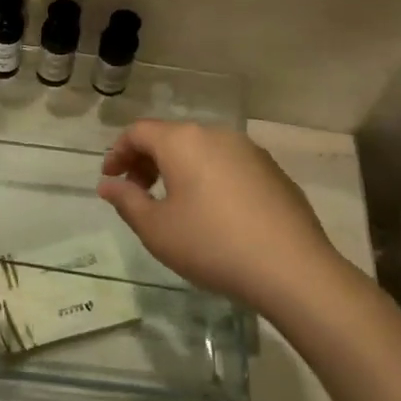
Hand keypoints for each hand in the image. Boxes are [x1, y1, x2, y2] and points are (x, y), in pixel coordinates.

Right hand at [97, 121, 348, 311]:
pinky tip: (213, 213)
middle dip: (147, 161)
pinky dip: (209, 178)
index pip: (139, 132)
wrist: (292, 269)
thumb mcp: (156, 229)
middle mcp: (216, 135)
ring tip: (173, 204)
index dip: (118, 152)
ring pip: (201, 150)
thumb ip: (126, 201)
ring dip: (179, 169)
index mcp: (183, 141)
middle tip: (137, 193)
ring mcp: (249, 151)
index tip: (110, 179)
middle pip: (171, 137)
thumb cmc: (211, 245)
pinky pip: (228, 165)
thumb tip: (107, 185)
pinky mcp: (273, 171)